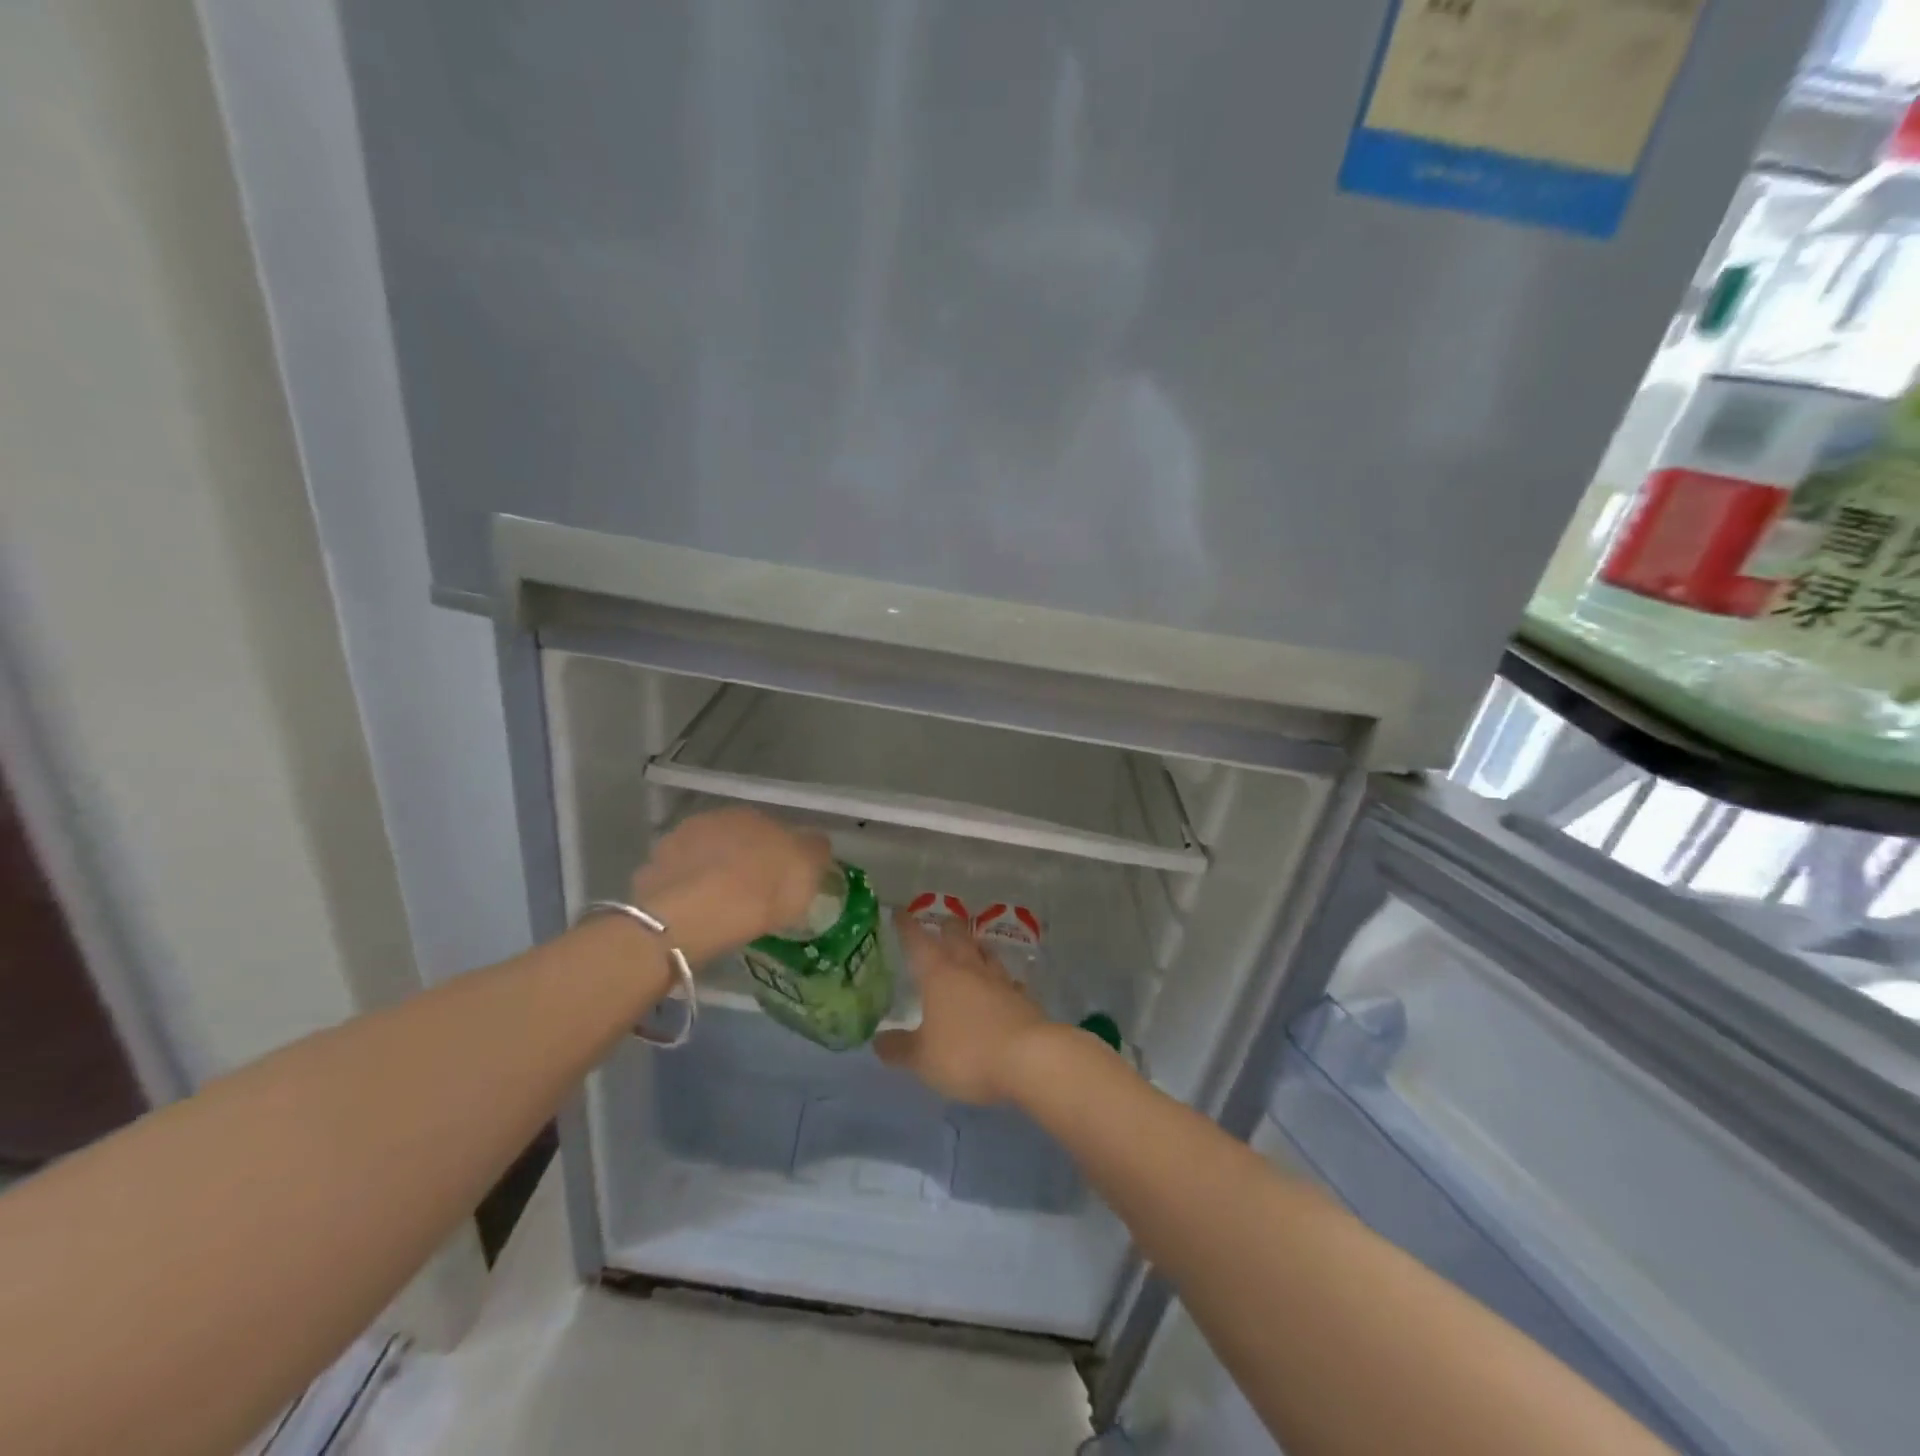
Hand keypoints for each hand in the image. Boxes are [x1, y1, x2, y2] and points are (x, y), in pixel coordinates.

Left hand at [630, 809, 831, 965]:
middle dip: (741, 861)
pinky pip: (675, 881)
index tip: (781, 883)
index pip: (771, 830)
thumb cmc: (758, 893)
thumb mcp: (806, 873)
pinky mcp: (649, 871)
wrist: (689, 918)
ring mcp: (675, 842)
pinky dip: (683, 893)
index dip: (777, 856)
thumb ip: (814, 851)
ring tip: (717, 907)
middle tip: (750, 895)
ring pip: (701, 858)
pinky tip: (691, 916)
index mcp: (753, 816)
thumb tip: (814, 842)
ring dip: (708, 874)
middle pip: (734, 840)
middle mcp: (712, 819)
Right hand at [874, 913, 1051, 1104]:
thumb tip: (878, 1040)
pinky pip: (1008, 981)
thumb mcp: (923, 1058)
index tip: (899, 911)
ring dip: (976, 946)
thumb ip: (899, 1048)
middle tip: (941, 923)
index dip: (906, 926)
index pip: (918, 941)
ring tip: (971, 945)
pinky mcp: (1023, 999)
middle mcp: (969, 969)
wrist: (1029, 1059)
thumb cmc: (967, 1053)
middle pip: (957, 936)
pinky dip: (1001, 979)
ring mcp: (1000, 981)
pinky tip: (1002, 985)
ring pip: (985, 953)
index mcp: (939, 975)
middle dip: (946, 926)